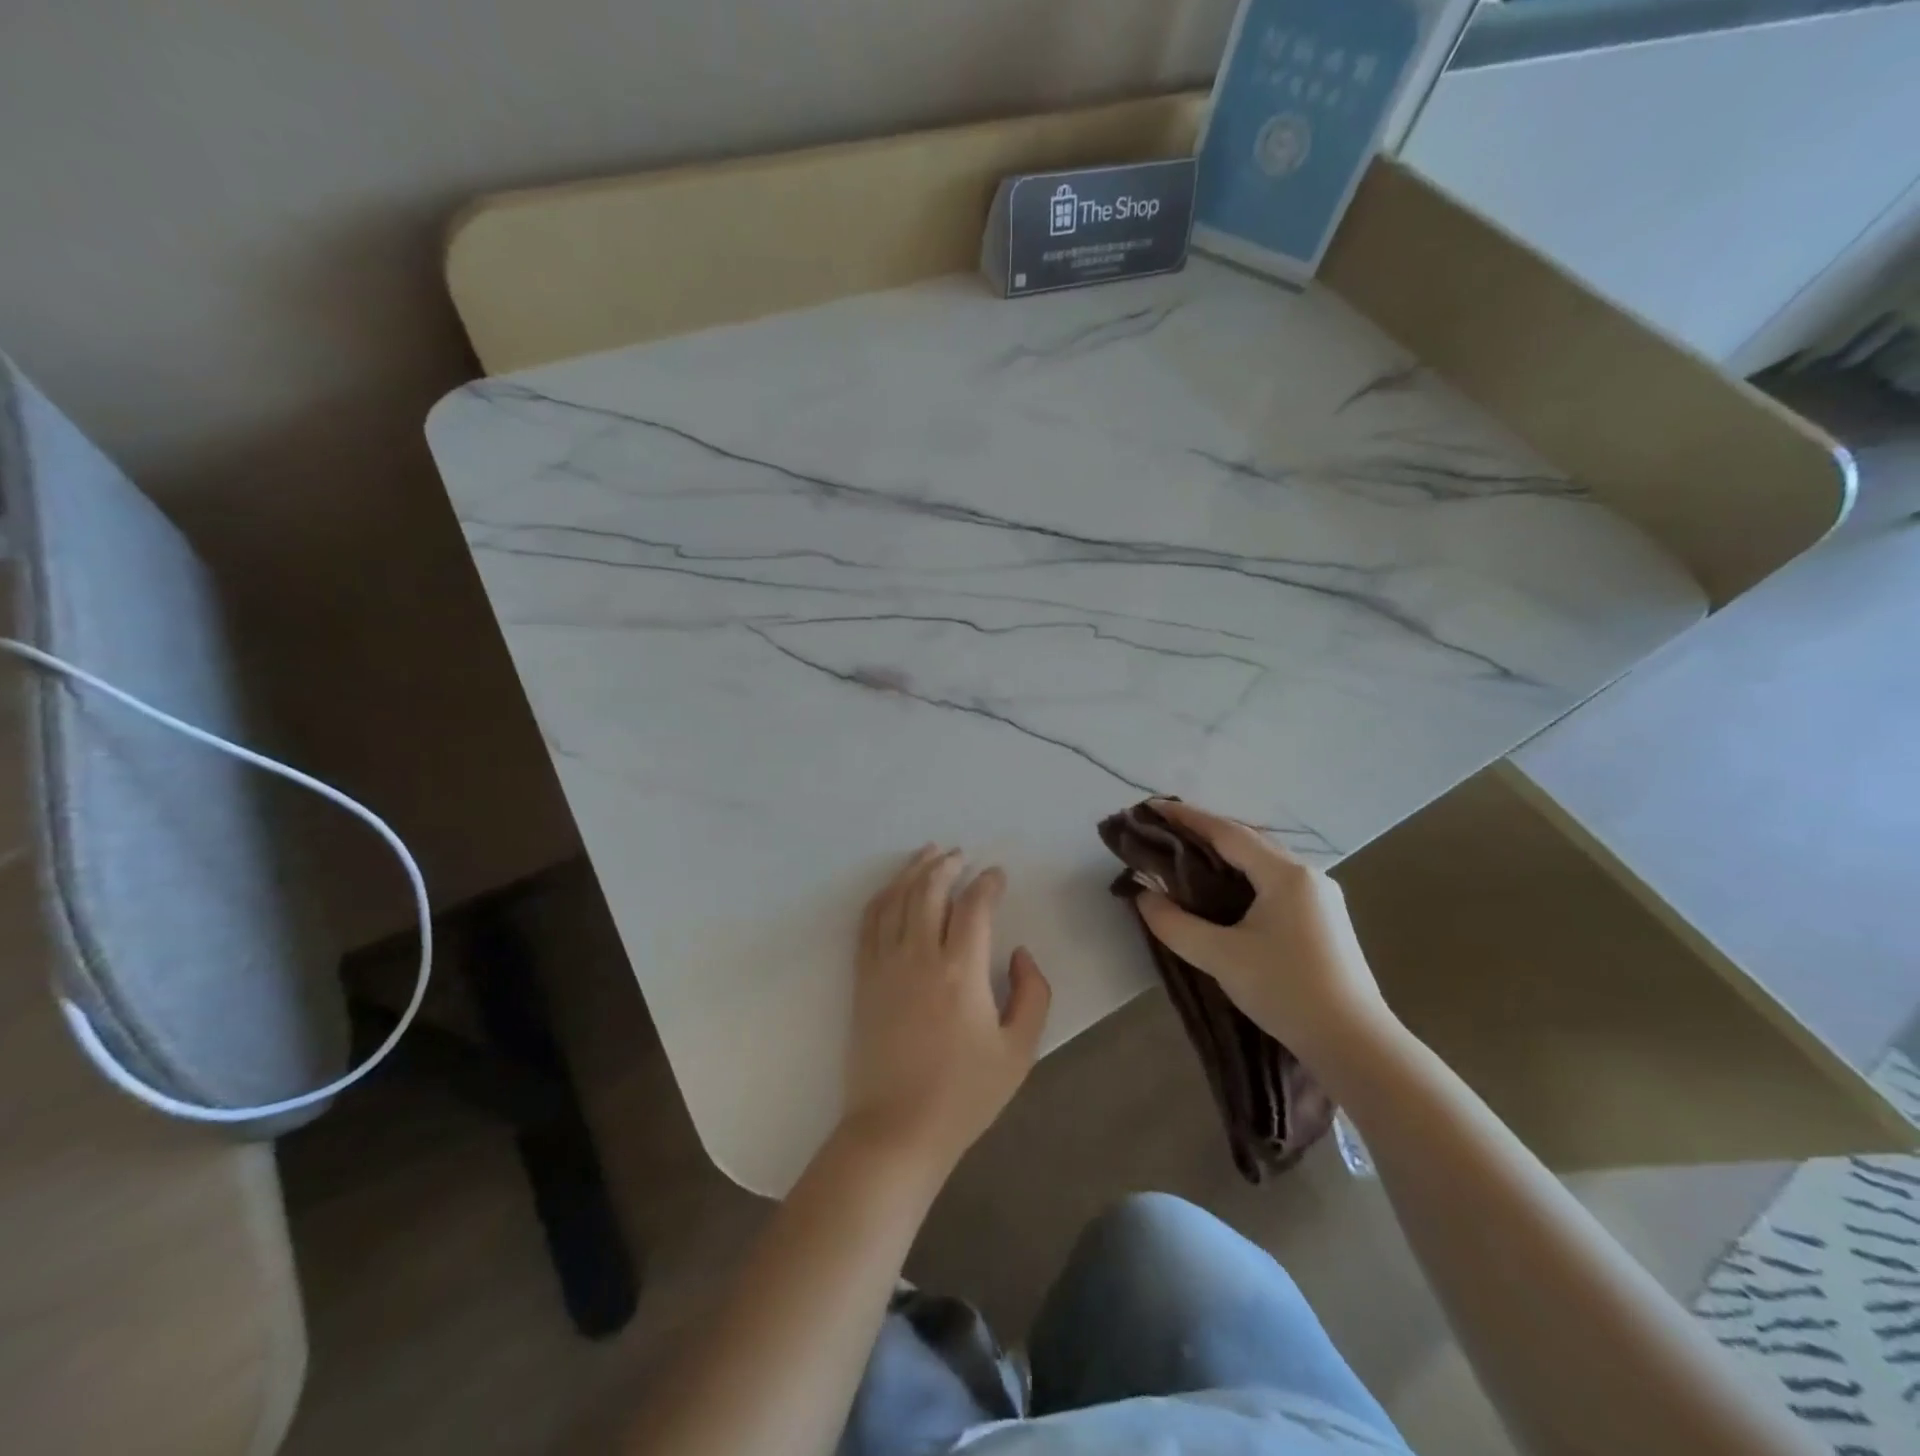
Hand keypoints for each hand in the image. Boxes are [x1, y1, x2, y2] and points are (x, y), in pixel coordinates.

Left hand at [842, 846, 1051, 1170]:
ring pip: (897, 898)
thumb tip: (1018, 954)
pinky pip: (869, 922)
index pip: (974, 906)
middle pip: (929, 890)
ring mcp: (885, 964)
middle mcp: (919, 955)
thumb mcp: (1020, 1051)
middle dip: (947, 865)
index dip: (987, 883)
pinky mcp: (863, 978)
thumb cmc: (964, 1095)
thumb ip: (1032, 994)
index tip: (997, 875)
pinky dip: (882, 896)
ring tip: (928, 853)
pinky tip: (892, 888)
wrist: (896, 1129)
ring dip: (913, 871)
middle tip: (960, 854)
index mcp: (961, 971)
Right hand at [1135, 801, 1391, 1060]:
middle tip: (1163, 831)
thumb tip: (1143, 896)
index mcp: (1285, 874)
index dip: (1186, 817)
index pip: (1226, 832)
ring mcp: (1320, 897)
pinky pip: (1274, 883)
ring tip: (1185, 856)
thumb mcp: (1222, 957)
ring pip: (1262, 862)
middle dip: (1203, 833)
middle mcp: (1307, 875)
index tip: (1151, 807)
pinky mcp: (1323, 920)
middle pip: (1246, 841)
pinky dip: (1242, 877)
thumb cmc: (1287, 991)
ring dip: (1223, 855)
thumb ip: (1175, 924)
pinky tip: (1222, 891)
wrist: (1356, 1045)